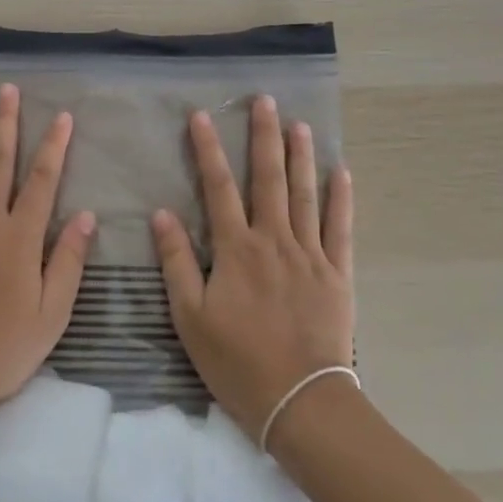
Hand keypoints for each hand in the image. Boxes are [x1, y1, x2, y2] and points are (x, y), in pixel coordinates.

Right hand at [152, 95, 354, 445]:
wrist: (301, 401)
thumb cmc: (237, 362)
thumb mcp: (190, 317)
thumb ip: (178, 262)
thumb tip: (161, 214)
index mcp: (236, 249)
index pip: (218, 187)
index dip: (208, 149)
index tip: (201, 116)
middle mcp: (274, 240)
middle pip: (268, 178)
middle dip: (263, 136)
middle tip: (264, 100)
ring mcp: (310, 254)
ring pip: (305, 194)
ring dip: (300, 156)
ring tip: (299, 123)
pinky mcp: (337, 273)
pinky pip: (340, 228)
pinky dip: (341, 198)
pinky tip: (341, 172)